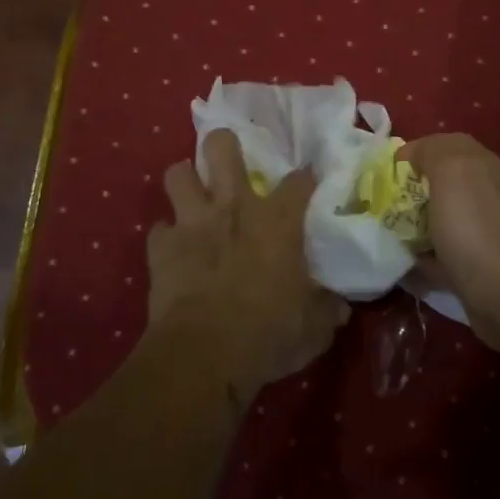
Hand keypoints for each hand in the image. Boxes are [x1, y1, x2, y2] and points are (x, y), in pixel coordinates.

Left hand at [147, 128, 349, 393]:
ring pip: (177, 174)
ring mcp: (193, 223)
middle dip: (224, 145)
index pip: (299, 181)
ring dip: (185, 180)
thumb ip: (327, 309)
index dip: (305, 177)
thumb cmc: (269, 333)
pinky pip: (159, 229)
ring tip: (193, 193)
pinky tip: (173, 250)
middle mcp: (234, 207)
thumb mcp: (314, 328)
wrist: (205, 352)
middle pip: (222, 148)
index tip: (308, 180)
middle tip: (229, 161)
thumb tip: (341, 306)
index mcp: (277, 221)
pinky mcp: (161, 248)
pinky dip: (166, 237)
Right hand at [400, 134, 499, 355]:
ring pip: (437, 220)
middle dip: (408, 191)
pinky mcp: (473, 267)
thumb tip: (414, 155)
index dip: (413, 154)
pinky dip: (420, 258)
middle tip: (378, 203)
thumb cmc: (475, 226)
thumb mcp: (451, 170)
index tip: (384, 172)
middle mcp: (484, 194)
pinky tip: (400, 263)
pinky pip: (439, 255)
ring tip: (383, 233)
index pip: (442, 146)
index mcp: (481, 166)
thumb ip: (432, 151)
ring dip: (412, 225)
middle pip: (438, 184)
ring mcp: (480, 232)